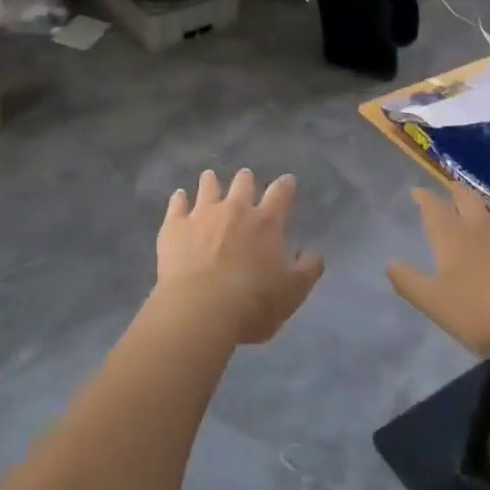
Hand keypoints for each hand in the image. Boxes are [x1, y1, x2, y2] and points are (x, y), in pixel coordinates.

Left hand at [156, 169, 324, 344]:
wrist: (200, 310)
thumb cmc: (253, 303)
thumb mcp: (293, 292)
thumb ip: (308, 269)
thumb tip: (314, 253)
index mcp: (266, 222)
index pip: (280, 194)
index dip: (285, 185)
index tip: (287, 181)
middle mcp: (235, 209)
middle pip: (242, 183)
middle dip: (246, 180)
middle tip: (245, 180)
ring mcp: (202, 214)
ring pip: (208, 186)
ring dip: (211, 182)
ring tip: (210, 179)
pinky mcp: (175, 226)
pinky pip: (176, 204)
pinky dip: (179, 199)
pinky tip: (179, 197)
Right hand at [387, 179, 489, 357]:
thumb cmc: (483, 313)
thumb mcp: (435, 304)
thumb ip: (410, 283)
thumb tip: (389, 263)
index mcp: (453, 236)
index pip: (433, 208)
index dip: (424, 197)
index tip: (418, 192)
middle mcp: (483, 225)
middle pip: (467, 198)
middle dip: (457, 191)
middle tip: (453, 190)